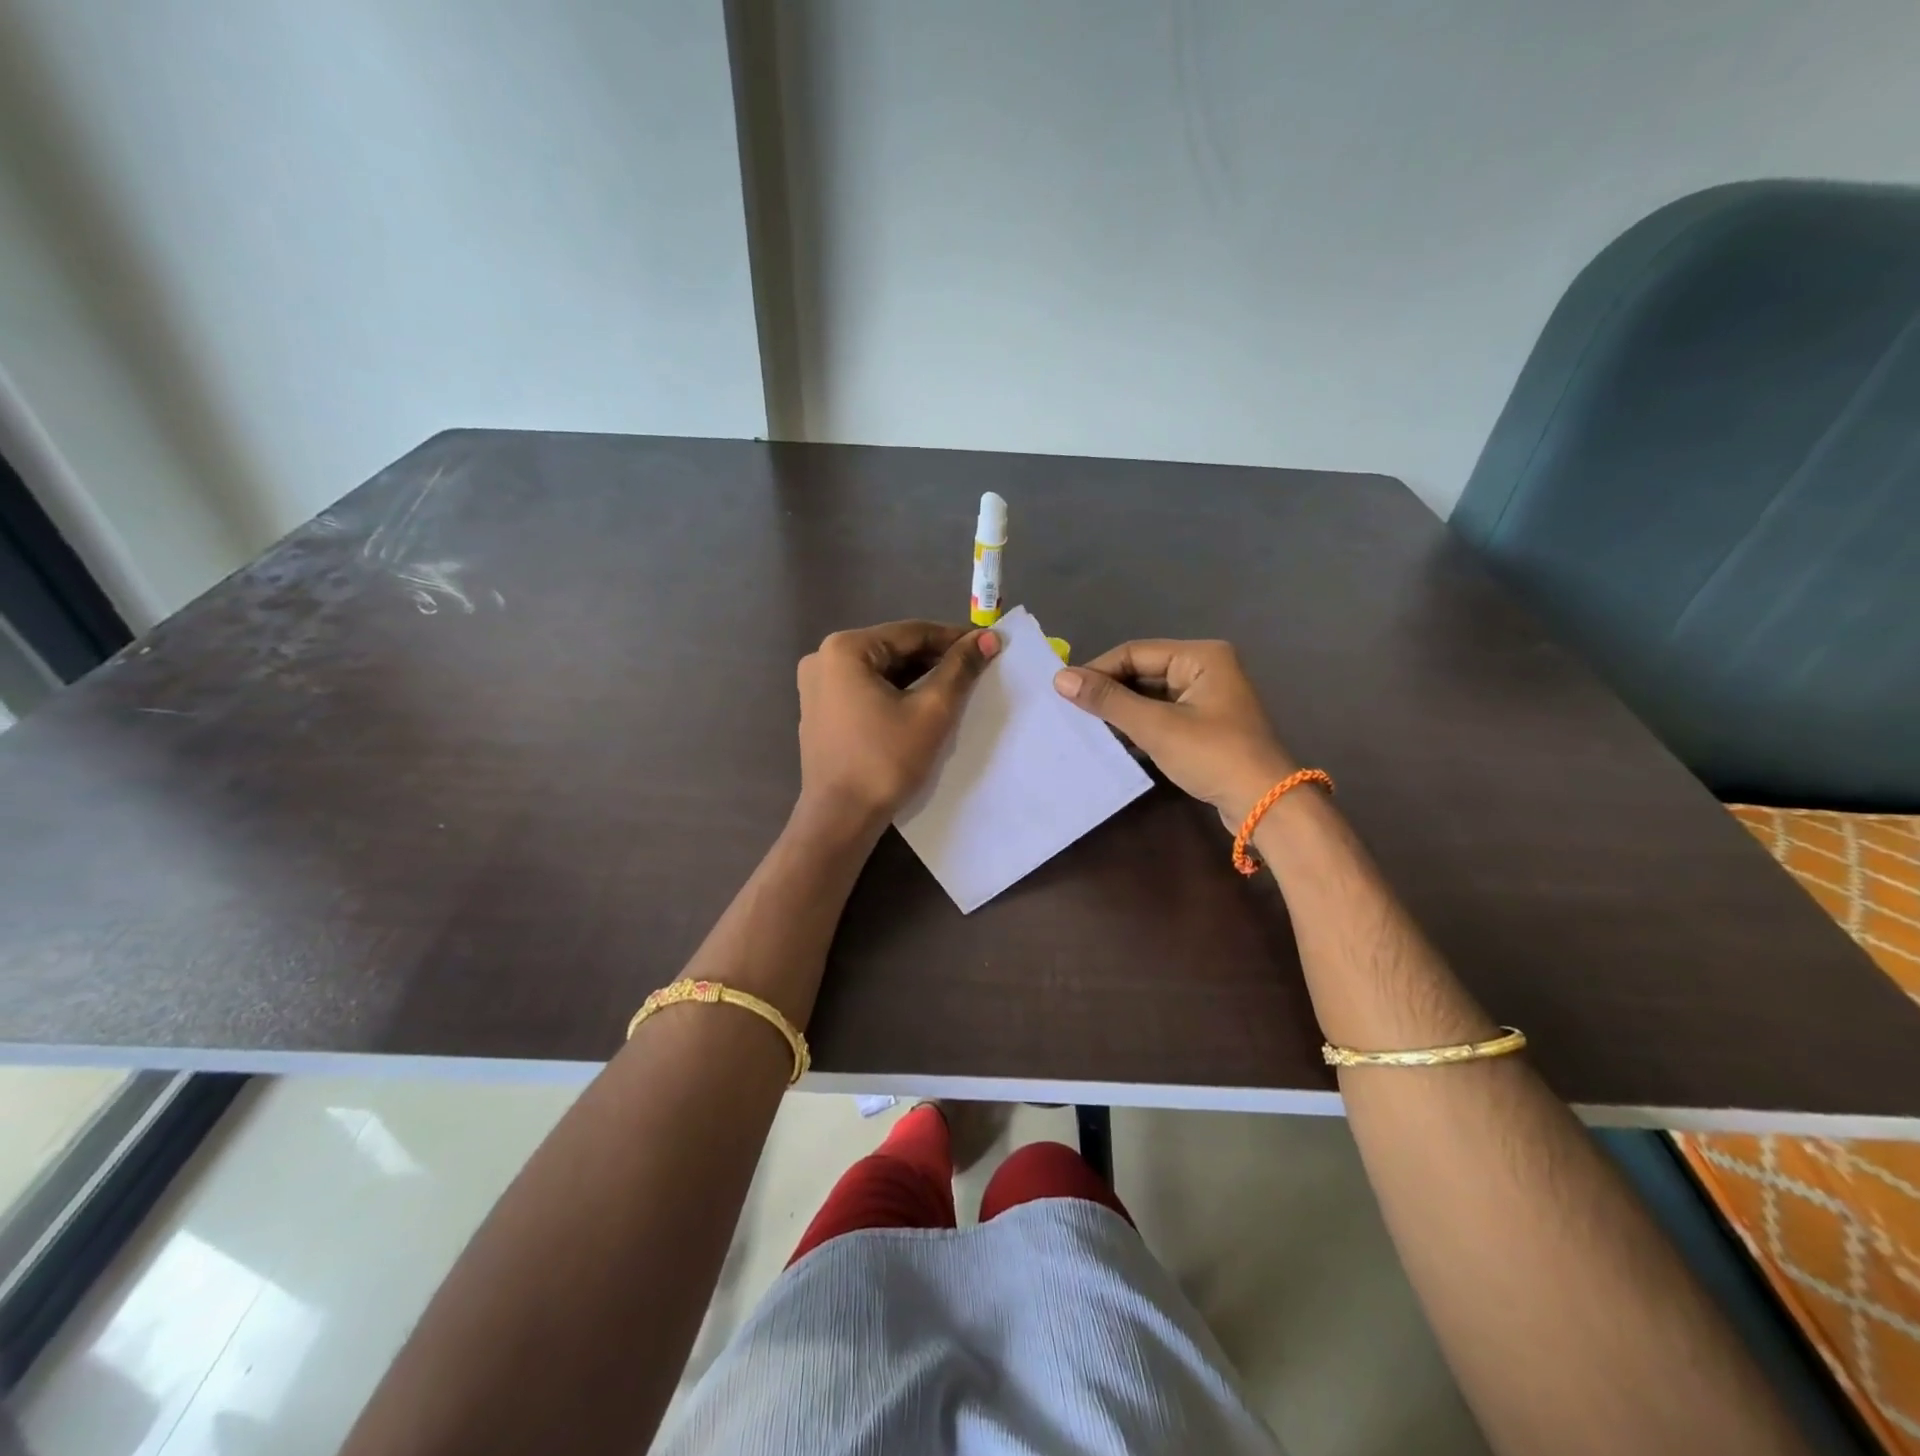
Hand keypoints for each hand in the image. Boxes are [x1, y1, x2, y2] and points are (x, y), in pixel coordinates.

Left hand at [795, 621, 997, 833]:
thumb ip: (960, 669)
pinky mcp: (820, 710)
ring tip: (957, 686)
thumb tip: (988, 638)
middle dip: (935, 658)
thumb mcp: (931, 711)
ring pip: (880, 670)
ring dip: (917, 677)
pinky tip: (923, 704)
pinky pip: (865, 689)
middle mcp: (823, 658)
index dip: (954, 638)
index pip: (911, 632)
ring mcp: (817, 685)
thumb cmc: (885, 760)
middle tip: (976, 668)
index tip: (988, 644)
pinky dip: (895, 693)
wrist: (840, 818)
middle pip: (893, 649)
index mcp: (844, 649)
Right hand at [1054, 640, 1296, 826]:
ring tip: (1085, 726)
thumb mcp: (1156, 726)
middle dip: (1109, 692)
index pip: (1134, 652)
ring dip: (1121, 711)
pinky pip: (1162, 716)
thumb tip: (1060, 678)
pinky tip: (1113, 741)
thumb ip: (1108, 700)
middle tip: (1070, 711)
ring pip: (1150, 696)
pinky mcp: (1205, 726)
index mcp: (1200, 656)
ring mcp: (1207, 698)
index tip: (1063, 692)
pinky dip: (1138, 726)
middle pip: (1142, 672)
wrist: (1266, 805)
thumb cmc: (1212, 755)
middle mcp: (1205, 669)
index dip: (1097, 670)